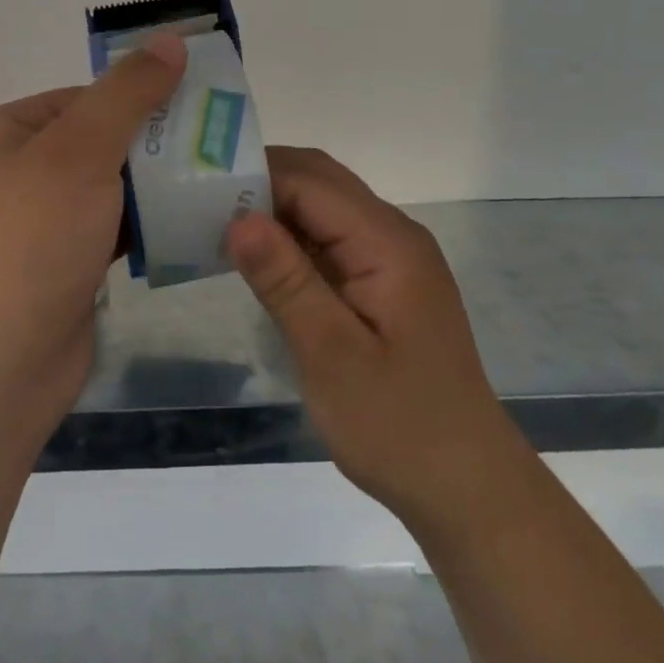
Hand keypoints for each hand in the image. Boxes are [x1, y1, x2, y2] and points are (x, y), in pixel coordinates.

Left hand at [0, 32, 187, 434]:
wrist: (0, 364)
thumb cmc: (34, 241)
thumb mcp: (80, 152)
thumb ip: (127, 94)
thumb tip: (169, 39)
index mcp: (11, 130)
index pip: (89, 95)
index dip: (143, 96)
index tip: (201, 107)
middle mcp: (22, 168)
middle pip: (105, 138)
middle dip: (158, 144)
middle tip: (218, 147)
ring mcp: (44, 219)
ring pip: (115, 185)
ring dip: (159, 185)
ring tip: (217, 182)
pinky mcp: (67, 261)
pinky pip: (117, 226)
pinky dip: (149, 223)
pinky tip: (192, 222)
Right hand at [225, 147, 516, 540]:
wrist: (465, 486)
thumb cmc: (398, 426)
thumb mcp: (332, 356)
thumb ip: (286, 281)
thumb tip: (239, 217)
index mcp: (387, 243)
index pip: (311, 182)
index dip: (254, 176)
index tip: (198, 189)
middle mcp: (394, 235)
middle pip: (320, 182)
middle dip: (261, 181)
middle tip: (199, 202)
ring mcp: (392, 259)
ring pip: (324, 208)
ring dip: (274, 208)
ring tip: (214, 224)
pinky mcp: (384, 283)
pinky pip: (332, 240)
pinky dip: (291, 238)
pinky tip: (256, 260)